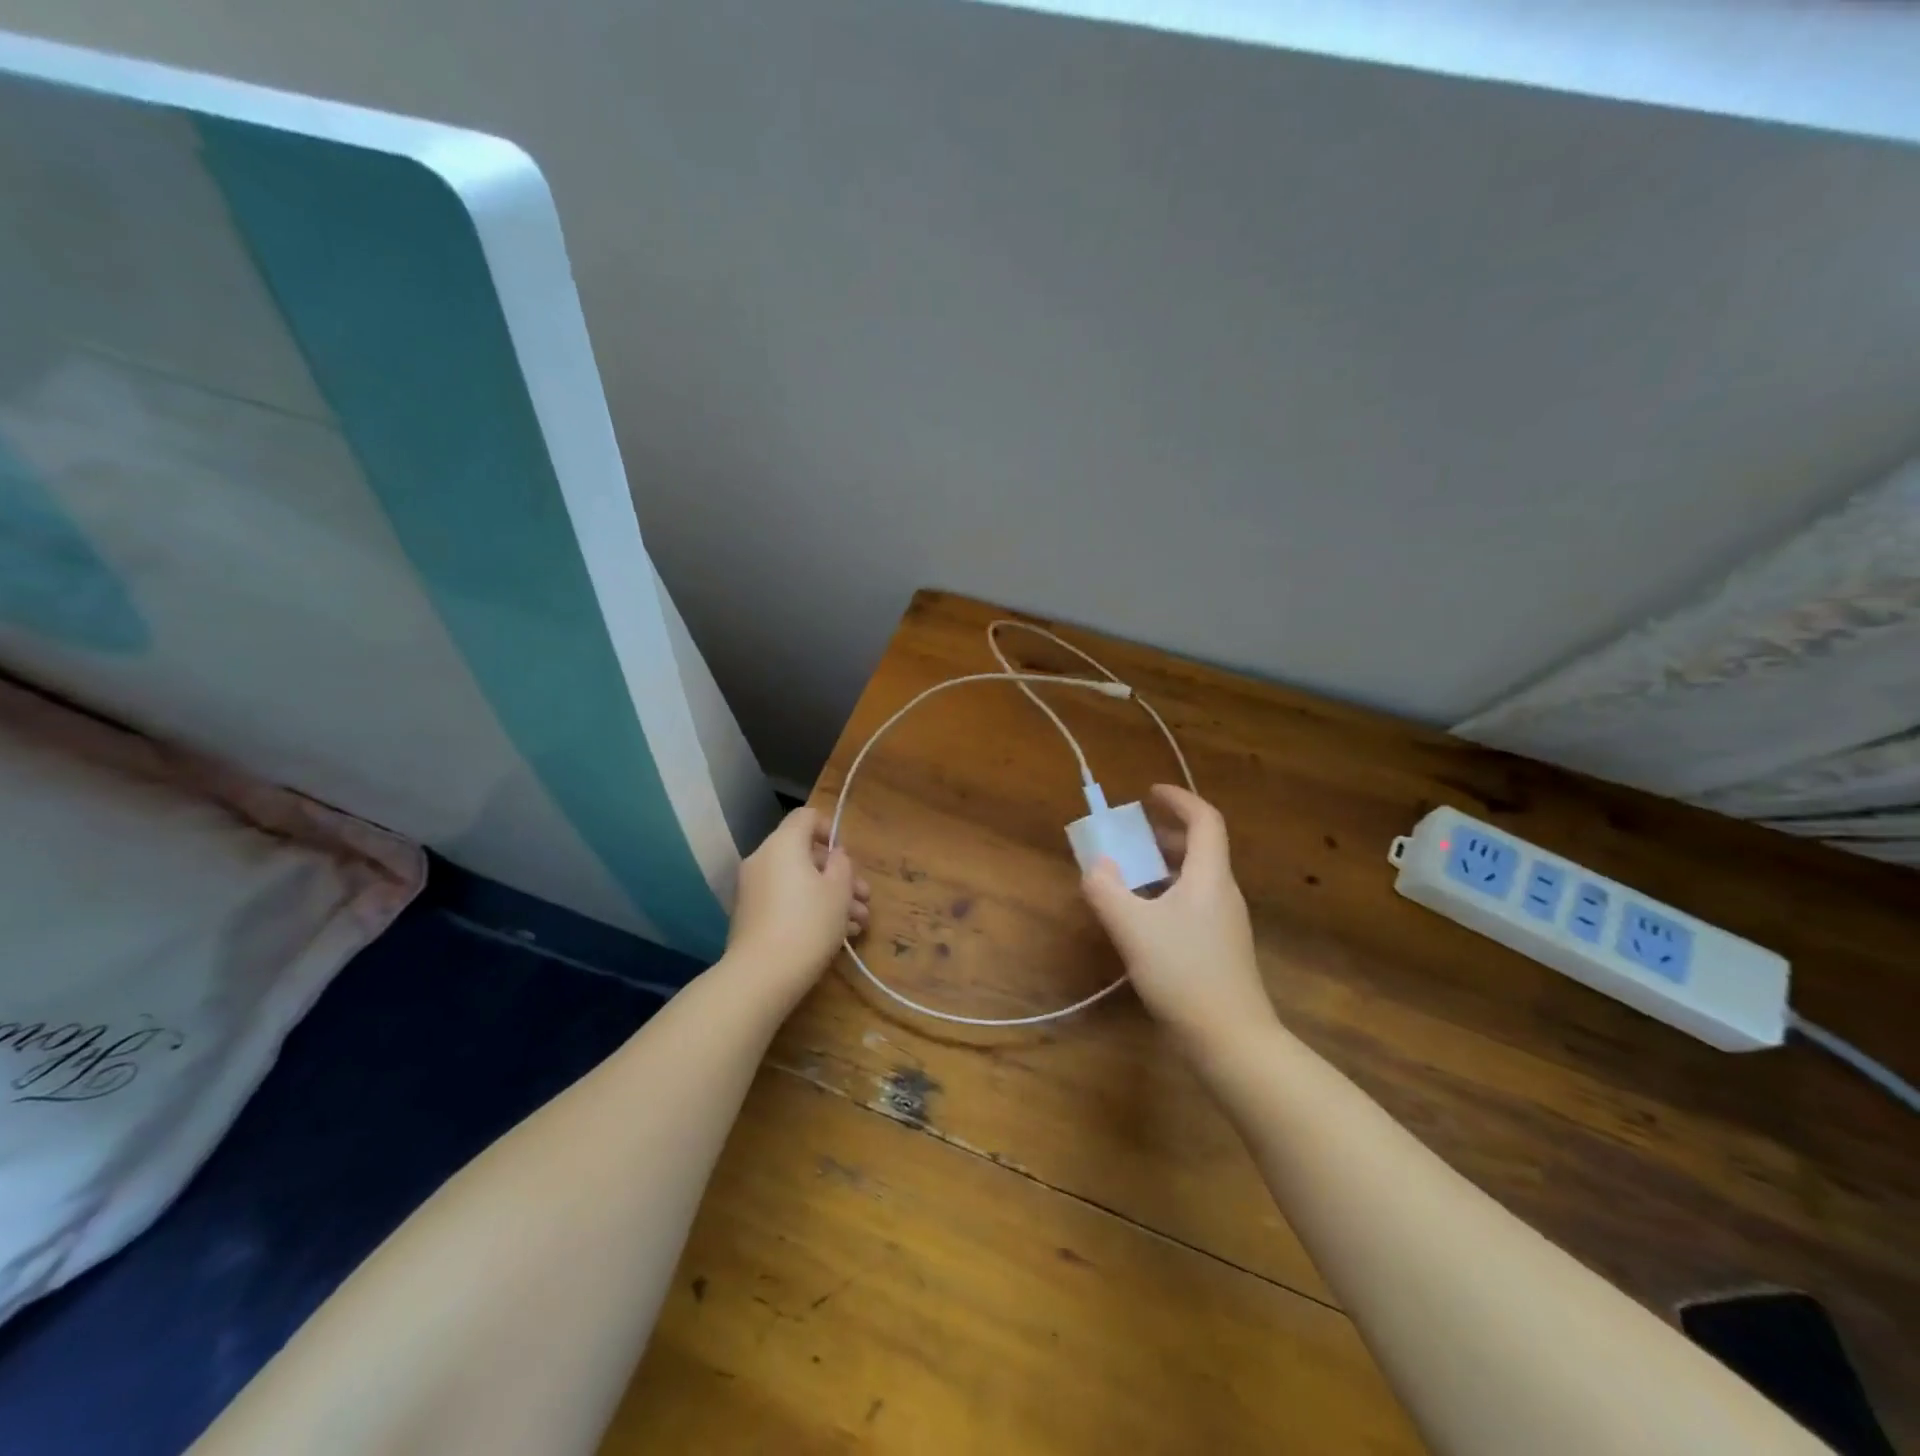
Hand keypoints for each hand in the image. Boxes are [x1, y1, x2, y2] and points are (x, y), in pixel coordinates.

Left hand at [724, 807, 870, 1006]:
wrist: (762, 975)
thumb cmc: (809, 923)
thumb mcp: (839, 890)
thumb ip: (841, 864)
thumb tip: (834, 856)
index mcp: (783, 844)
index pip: (806, 817)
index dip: (830, 829)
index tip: (847, 856)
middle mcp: (763, 860)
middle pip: (805, 854)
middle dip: (839, 875)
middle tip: (864, 898)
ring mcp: (753, 889)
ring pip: (798, 881)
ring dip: (829, 896)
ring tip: (858, 924)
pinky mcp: (751, 916)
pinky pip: (785, 900)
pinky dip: (808, 909)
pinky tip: (837, 935)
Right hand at [1081, 785, 1273, 1054]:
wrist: (1231, 1040)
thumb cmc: (1184, 974)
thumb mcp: (1133, 929)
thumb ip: (1107, 891)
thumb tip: (1096, 865)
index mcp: (1209, 876)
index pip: (1205, 820)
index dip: (1179, 800)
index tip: (1149, 793)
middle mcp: (1223, 892)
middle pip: (1201, 847)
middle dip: (1165, 834)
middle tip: (1131, 836)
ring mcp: (1226, 922)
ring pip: (1196, 877)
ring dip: (1164, 865)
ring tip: (1130, 875)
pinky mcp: (1221, 948)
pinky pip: (1194, 902)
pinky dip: (1168, 893)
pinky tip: (1144, 919)